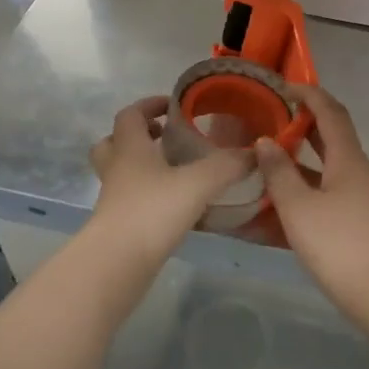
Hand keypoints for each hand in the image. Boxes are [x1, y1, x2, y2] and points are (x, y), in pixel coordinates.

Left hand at [89, 96, 255, 254]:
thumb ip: (228, 165)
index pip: (131, 114)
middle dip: (138, 136)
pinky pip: (131, 200)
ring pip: (121, 173)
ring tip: (174, 170)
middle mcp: (117, 169)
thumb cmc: (153, 210)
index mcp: (130, 148)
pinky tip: (176, 205)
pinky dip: (150, 196)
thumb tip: (255, 152)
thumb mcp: (199, 182)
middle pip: (113, 142)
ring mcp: (113, 199)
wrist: (117, 263)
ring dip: (142, 167)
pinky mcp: (118, 225)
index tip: (173, 105)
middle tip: (165, 137)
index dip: (149, 105)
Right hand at [255, 85, 368, 316]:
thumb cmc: (336, 243)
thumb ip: (278, 172)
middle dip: (304, 126)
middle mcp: (360, 171)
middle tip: (272, 122)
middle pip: (332, 138)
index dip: (310, 95)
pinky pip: (331, 194)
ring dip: (302, 162)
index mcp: (348, 159)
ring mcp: (364, 197)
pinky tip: (284, 205)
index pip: (331, 112)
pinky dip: (308, 190)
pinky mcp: (361, 221)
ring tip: (270, 163)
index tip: (284, 87)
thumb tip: (265, 142)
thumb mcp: (297, 207)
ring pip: (329, 169)